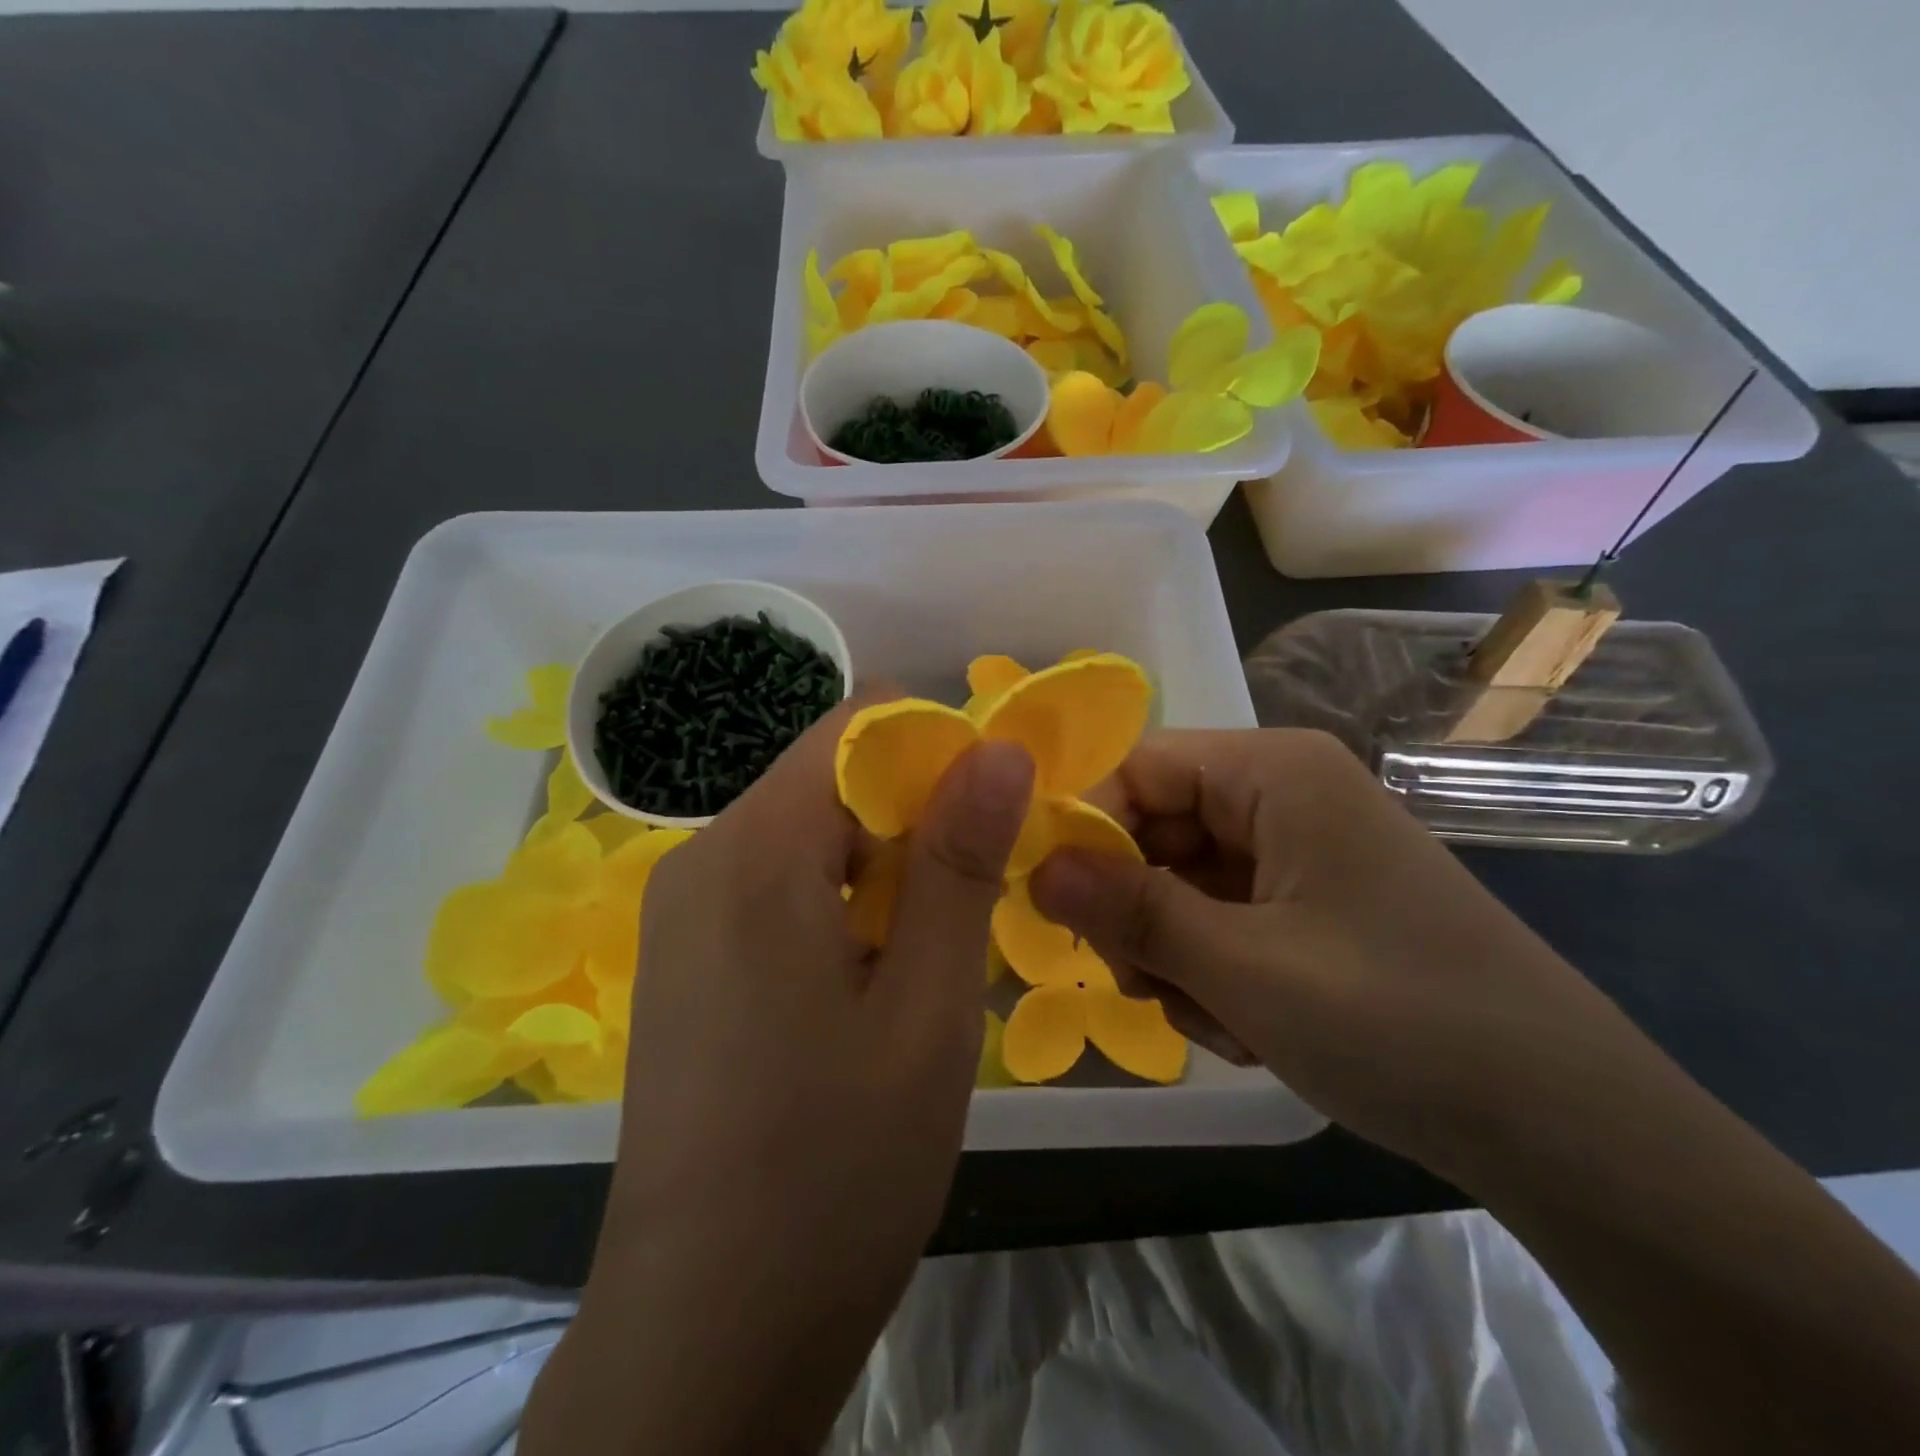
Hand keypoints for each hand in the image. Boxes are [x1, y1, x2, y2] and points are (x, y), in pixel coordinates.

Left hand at [528, 700, 1032, 1454]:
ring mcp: (682, 909)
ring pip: (807, 831)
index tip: (993, 811)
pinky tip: (870, 979)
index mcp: (754, 851)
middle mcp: (701, 856)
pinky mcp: (684, 956)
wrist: (705, 1332)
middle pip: (827, 777)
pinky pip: (775, 882)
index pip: (852, 725)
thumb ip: (959, 862)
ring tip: (928, 951)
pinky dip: (839, 899)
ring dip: (881, 864)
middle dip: (912, 813)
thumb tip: (999, 747)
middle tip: (974, 897)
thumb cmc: (835, 1169)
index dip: (935, 748)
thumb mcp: (927, 1007)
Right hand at [1035, 728, 1650, 1178]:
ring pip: (1183, 881)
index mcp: (1274, 771)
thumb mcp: (1243, 969)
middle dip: (1138, 908)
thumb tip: (1033, 867)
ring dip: (1177, 952)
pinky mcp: (1313, 901)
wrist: (1568, 1126)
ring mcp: (1300, 849)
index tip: (1054, 906)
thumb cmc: (1400, 1022)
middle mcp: (1285, 793)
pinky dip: (1217, 970)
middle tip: (1141, 984)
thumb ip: (1129, 910)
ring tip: (1220, 1019)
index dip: (1087, 828)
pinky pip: (1224, 915)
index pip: (1138, 767)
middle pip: (1157, 827)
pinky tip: (1250, 1026)